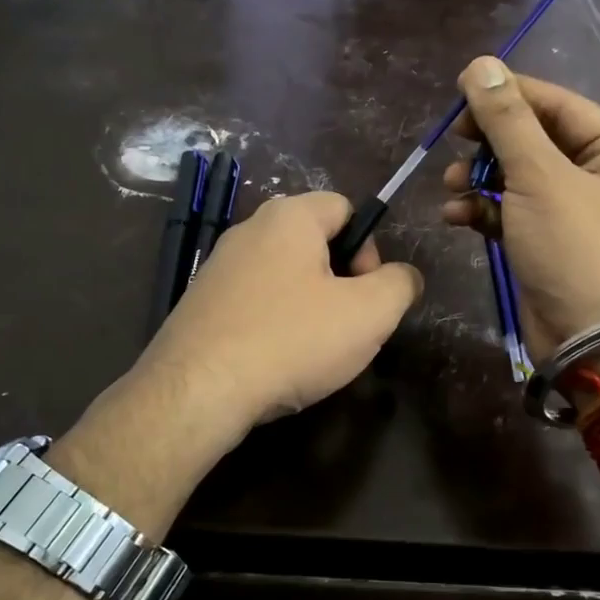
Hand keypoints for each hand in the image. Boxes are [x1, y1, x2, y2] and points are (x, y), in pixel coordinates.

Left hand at [142, 191, 423, 440]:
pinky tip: (274, 362)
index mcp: (289, 217)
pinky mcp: (200, 303)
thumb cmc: (291, 340)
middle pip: (315, 244)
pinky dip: (273, 324)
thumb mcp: (370, 313)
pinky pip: (254, 302)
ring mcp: (218, 267)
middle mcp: (248, 230)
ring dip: (308, 307)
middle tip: (345, 327)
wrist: (197, 391)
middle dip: (340, 282)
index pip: (346, 209)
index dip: (369, 249)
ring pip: (284, 276)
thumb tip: (403, 277)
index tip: (366, 295)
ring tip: (311, 351)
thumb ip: (400, 284)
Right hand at [441, 57, 599, 353]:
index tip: (460, 92)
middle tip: (454, 142)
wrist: (591, 340)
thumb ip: (507, 120)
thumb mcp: (539, 177)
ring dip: (480, 179)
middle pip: (536, 140)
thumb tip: (480, 64)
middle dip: (490, 144)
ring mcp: (576, 212)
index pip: (558, 105)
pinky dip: (484, 211)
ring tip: (451, 186)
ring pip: (519, 177)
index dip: (508, 95)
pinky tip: (455, 216)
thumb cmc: (577, 249)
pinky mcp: (550, 243)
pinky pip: (513, 212)